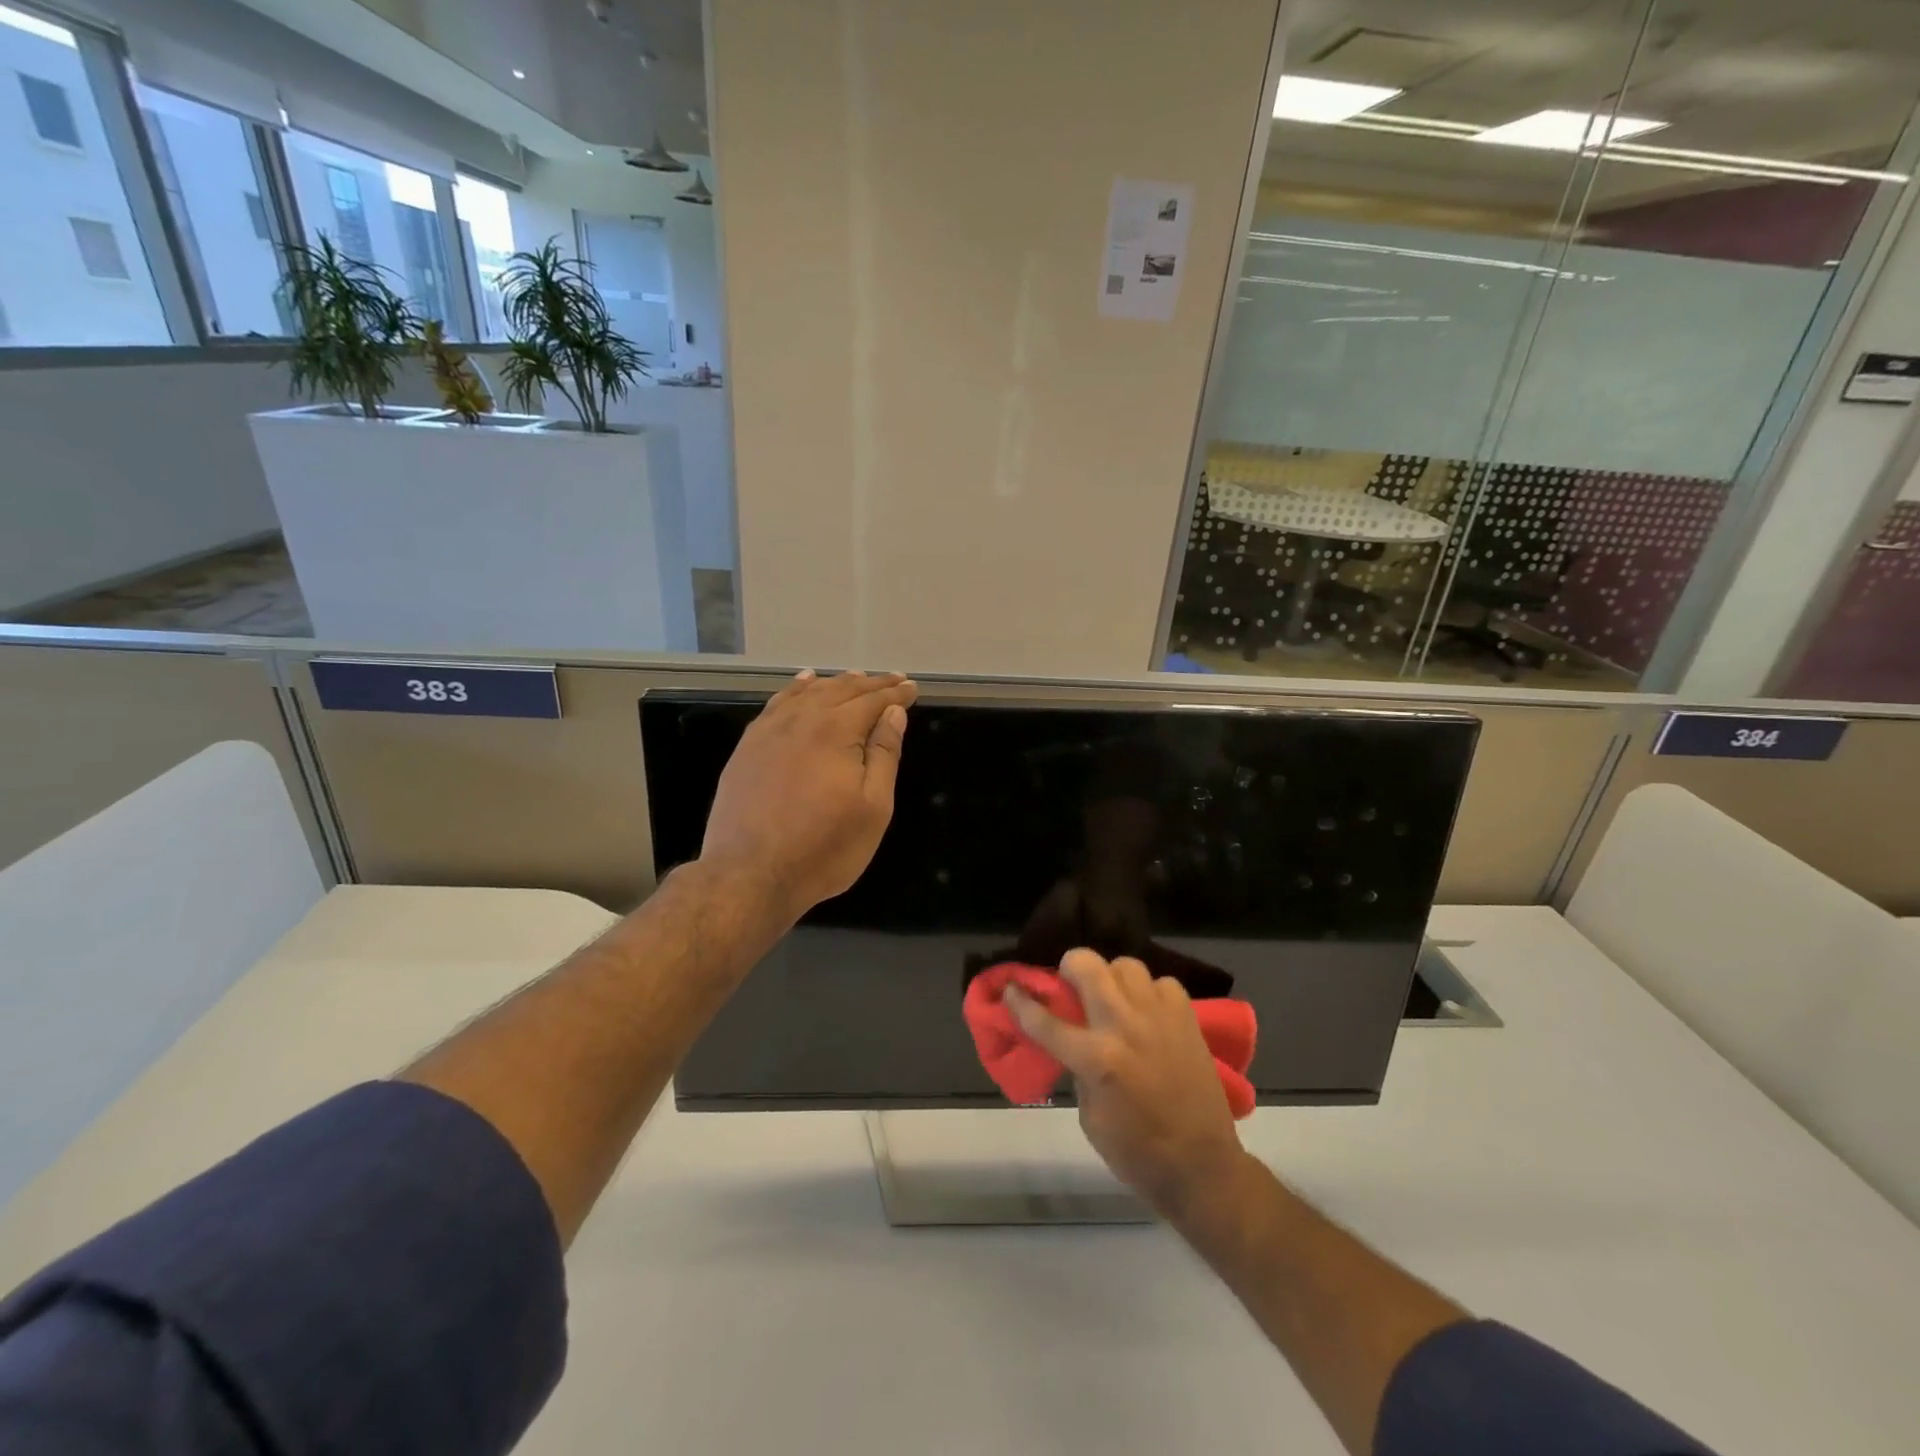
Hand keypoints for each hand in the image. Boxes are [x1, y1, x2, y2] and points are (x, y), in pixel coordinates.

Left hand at [701, 669, 916, 924]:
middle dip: (871, 685)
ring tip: (856, 677)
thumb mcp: (873, 807)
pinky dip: (795, 690)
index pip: (873, 701)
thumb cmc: (824, 847)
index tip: (912, 688)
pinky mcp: (748, 747)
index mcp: (836, 731)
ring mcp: (769, 731)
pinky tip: (803, 684)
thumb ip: (883, 754)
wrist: (750, 874)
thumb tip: (894, 713)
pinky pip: (777, 704)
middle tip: (894, 680)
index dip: (895, 694)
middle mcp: (802, 720)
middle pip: (841, 691)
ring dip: (836, 683)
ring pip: (808, 694)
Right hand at [1006, 948, 1244, 1216]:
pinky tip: (1148, 1014)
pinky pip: (1161, 983)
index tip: (1011, 988)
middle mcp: (1124, 1026)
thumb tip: (1072, 1040)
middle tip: (1070, 986)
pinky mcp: (1186, 1017)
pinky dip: (1149, 993)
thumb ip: (1077, 1069)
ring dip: (1111, 978)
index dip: (1020, 1002)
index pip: (1045, 1020)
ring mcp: (1158, 1016)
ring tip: (1113, 999)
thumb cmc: (1137, 1153)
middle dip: (1069, 968)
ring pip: (1125, 965)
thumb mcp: (1089, 1117)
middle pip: (1086, 965)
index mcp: (1096, 1058)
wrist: (1201, 1166)